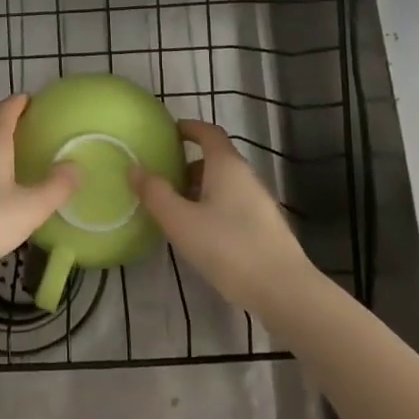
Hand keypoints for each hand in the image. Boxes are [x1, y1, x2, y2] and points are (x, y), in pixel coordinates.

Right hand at [132, 118, 310, 314]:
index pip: (208, 132)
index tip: (168, 133)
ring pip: (224, 185)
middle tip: (163, 179)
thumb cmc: (227, 247)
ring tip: (176, 210)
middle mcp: (246, 176)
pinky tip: (201, 234)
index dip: (189, 128)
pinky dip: (213, 207)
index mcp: (226, 165)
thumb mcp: (181, 221)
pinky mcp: (266, 227)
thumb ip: (155, 193)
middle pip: (215, 159)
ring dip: (200, 189)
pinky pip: (234, 204)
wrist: (283, 290)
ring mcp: (260, 202)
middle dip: (188, 165)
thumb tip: (134, 168)